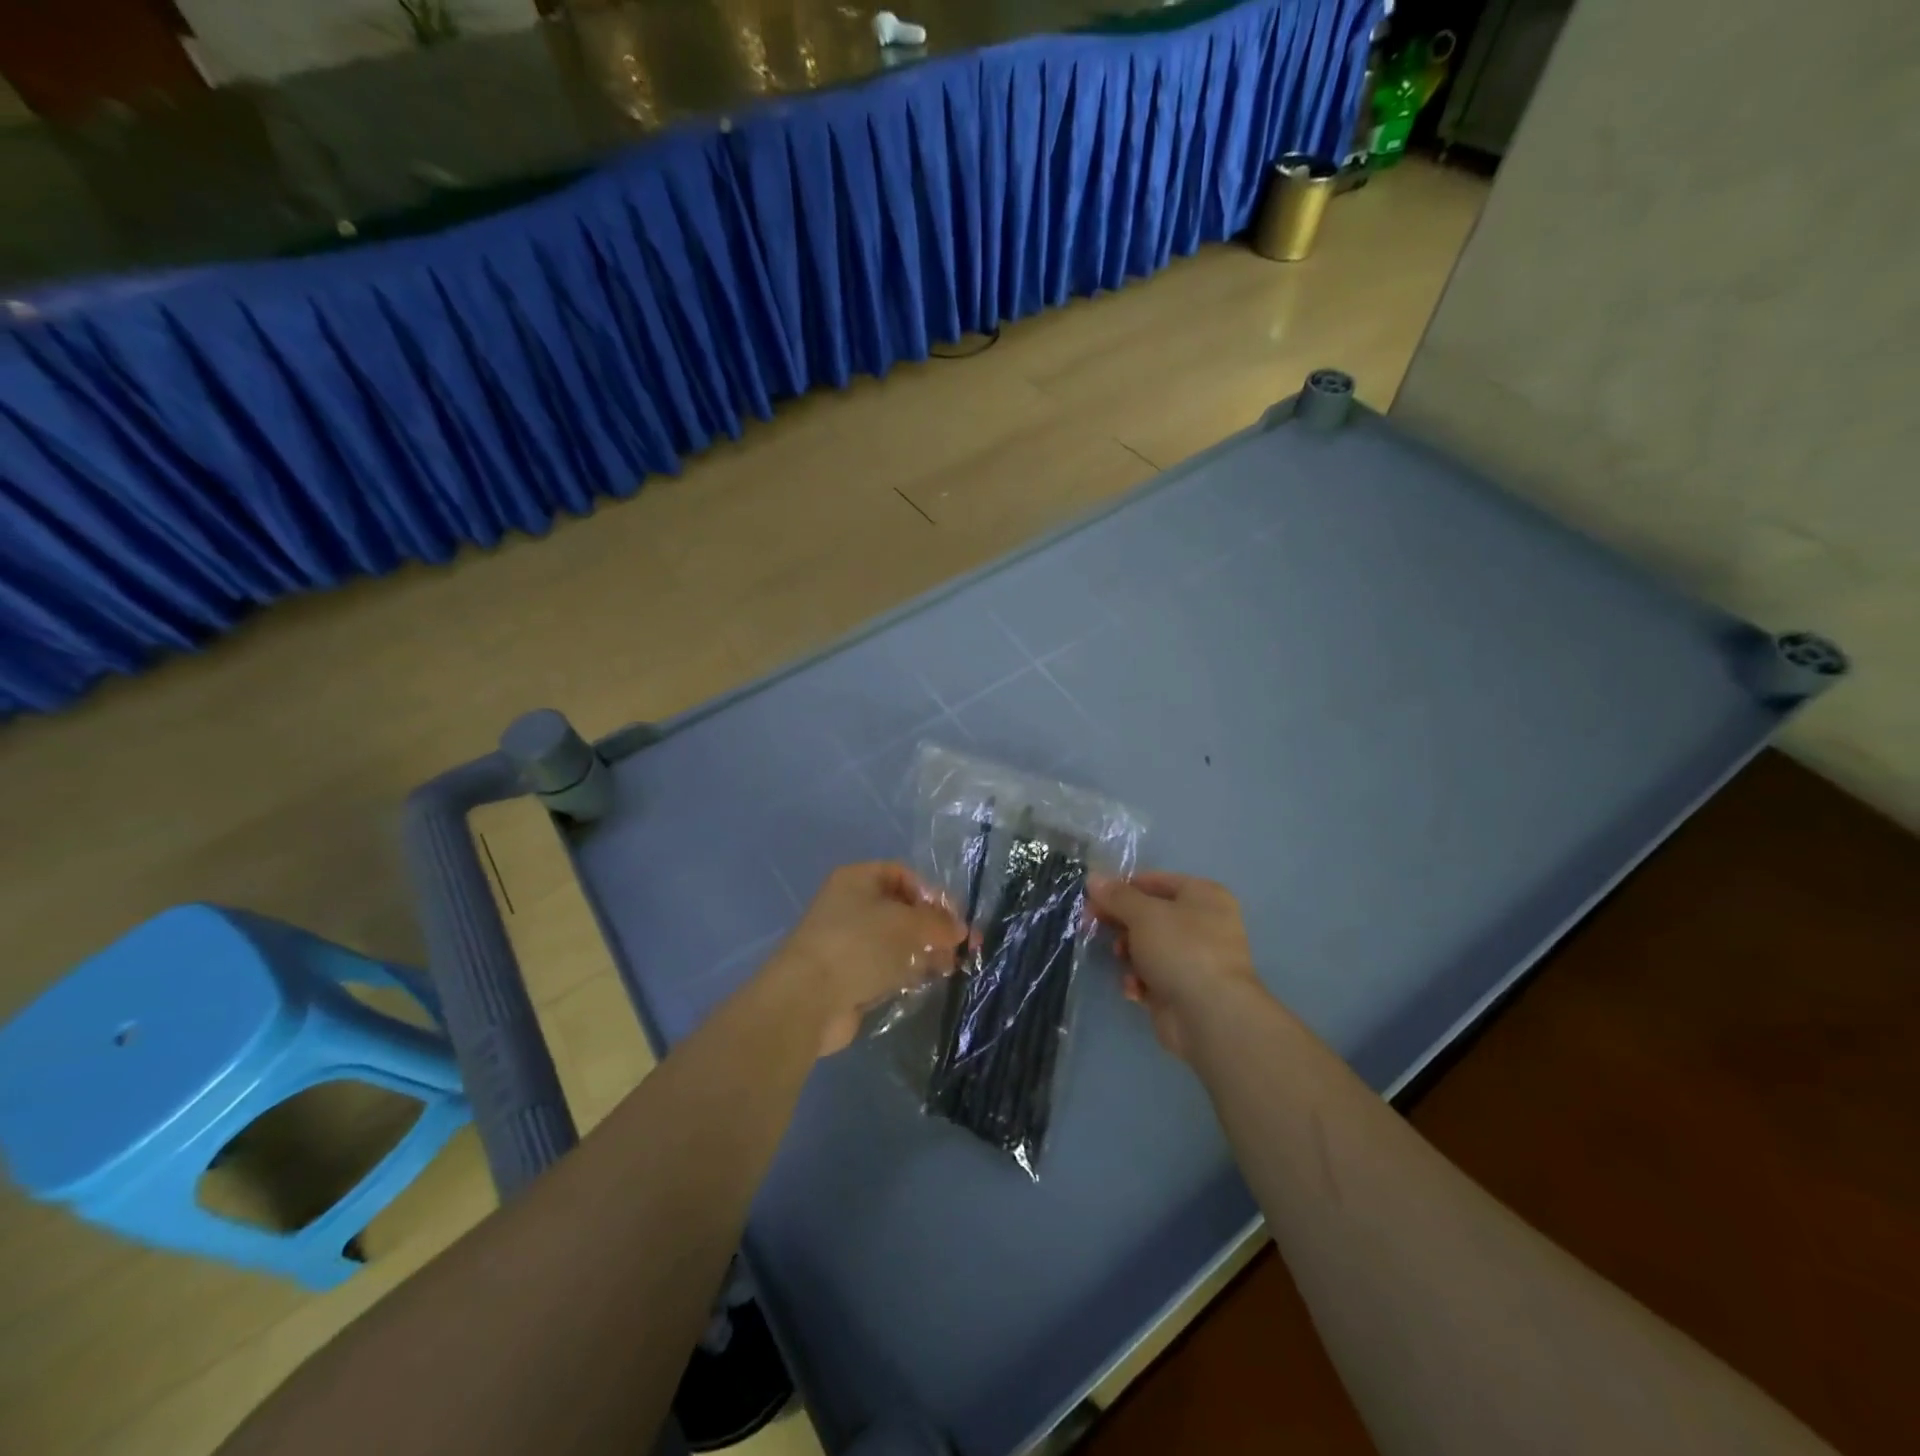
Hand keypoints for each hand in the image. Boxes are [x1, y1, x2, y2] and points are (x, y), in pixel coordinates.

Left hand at [771, 862, 965, 1057]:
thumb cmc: (858, 945)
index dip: (932, 893)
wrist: (808, 999)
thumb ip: (939, 923)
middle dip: (934, 926)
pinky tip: (929, 980)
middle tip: (964, 947)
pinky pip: (887, 967)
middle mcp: (851, 905)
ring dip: (926, 951)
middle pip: (902, 909)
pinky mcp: (850, 976)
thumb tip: (962, 930)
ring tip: (953, 966)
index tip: (955, 917)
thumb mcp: (907, 924)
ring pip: (897, 941)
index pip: (903, 875)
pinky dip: (908, 972)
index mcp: (857, 879)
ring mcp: (849, 942)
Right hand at [1087, 872, 1262, 1060]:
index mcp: (1203, 896)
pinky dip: (1140, 981)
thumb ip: (1117, 895)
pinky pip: (1153, 976)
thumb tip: (1094, 877)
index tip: (1093, 897)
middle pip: (1149, 915)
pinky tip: (1134, 990)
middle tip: (1090, 923)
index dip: (1122, 887)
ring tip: (1121, 959)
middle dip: (1120, 922)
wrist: (1210, 1016)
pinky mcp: (1185, 990)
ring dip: (1128, 953)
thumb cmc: (1181, 950)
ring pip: (1148, 947)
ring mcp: (1195, 959)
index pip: (1155, 881)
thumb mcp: (1143, 914)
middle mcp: (1203, 924)